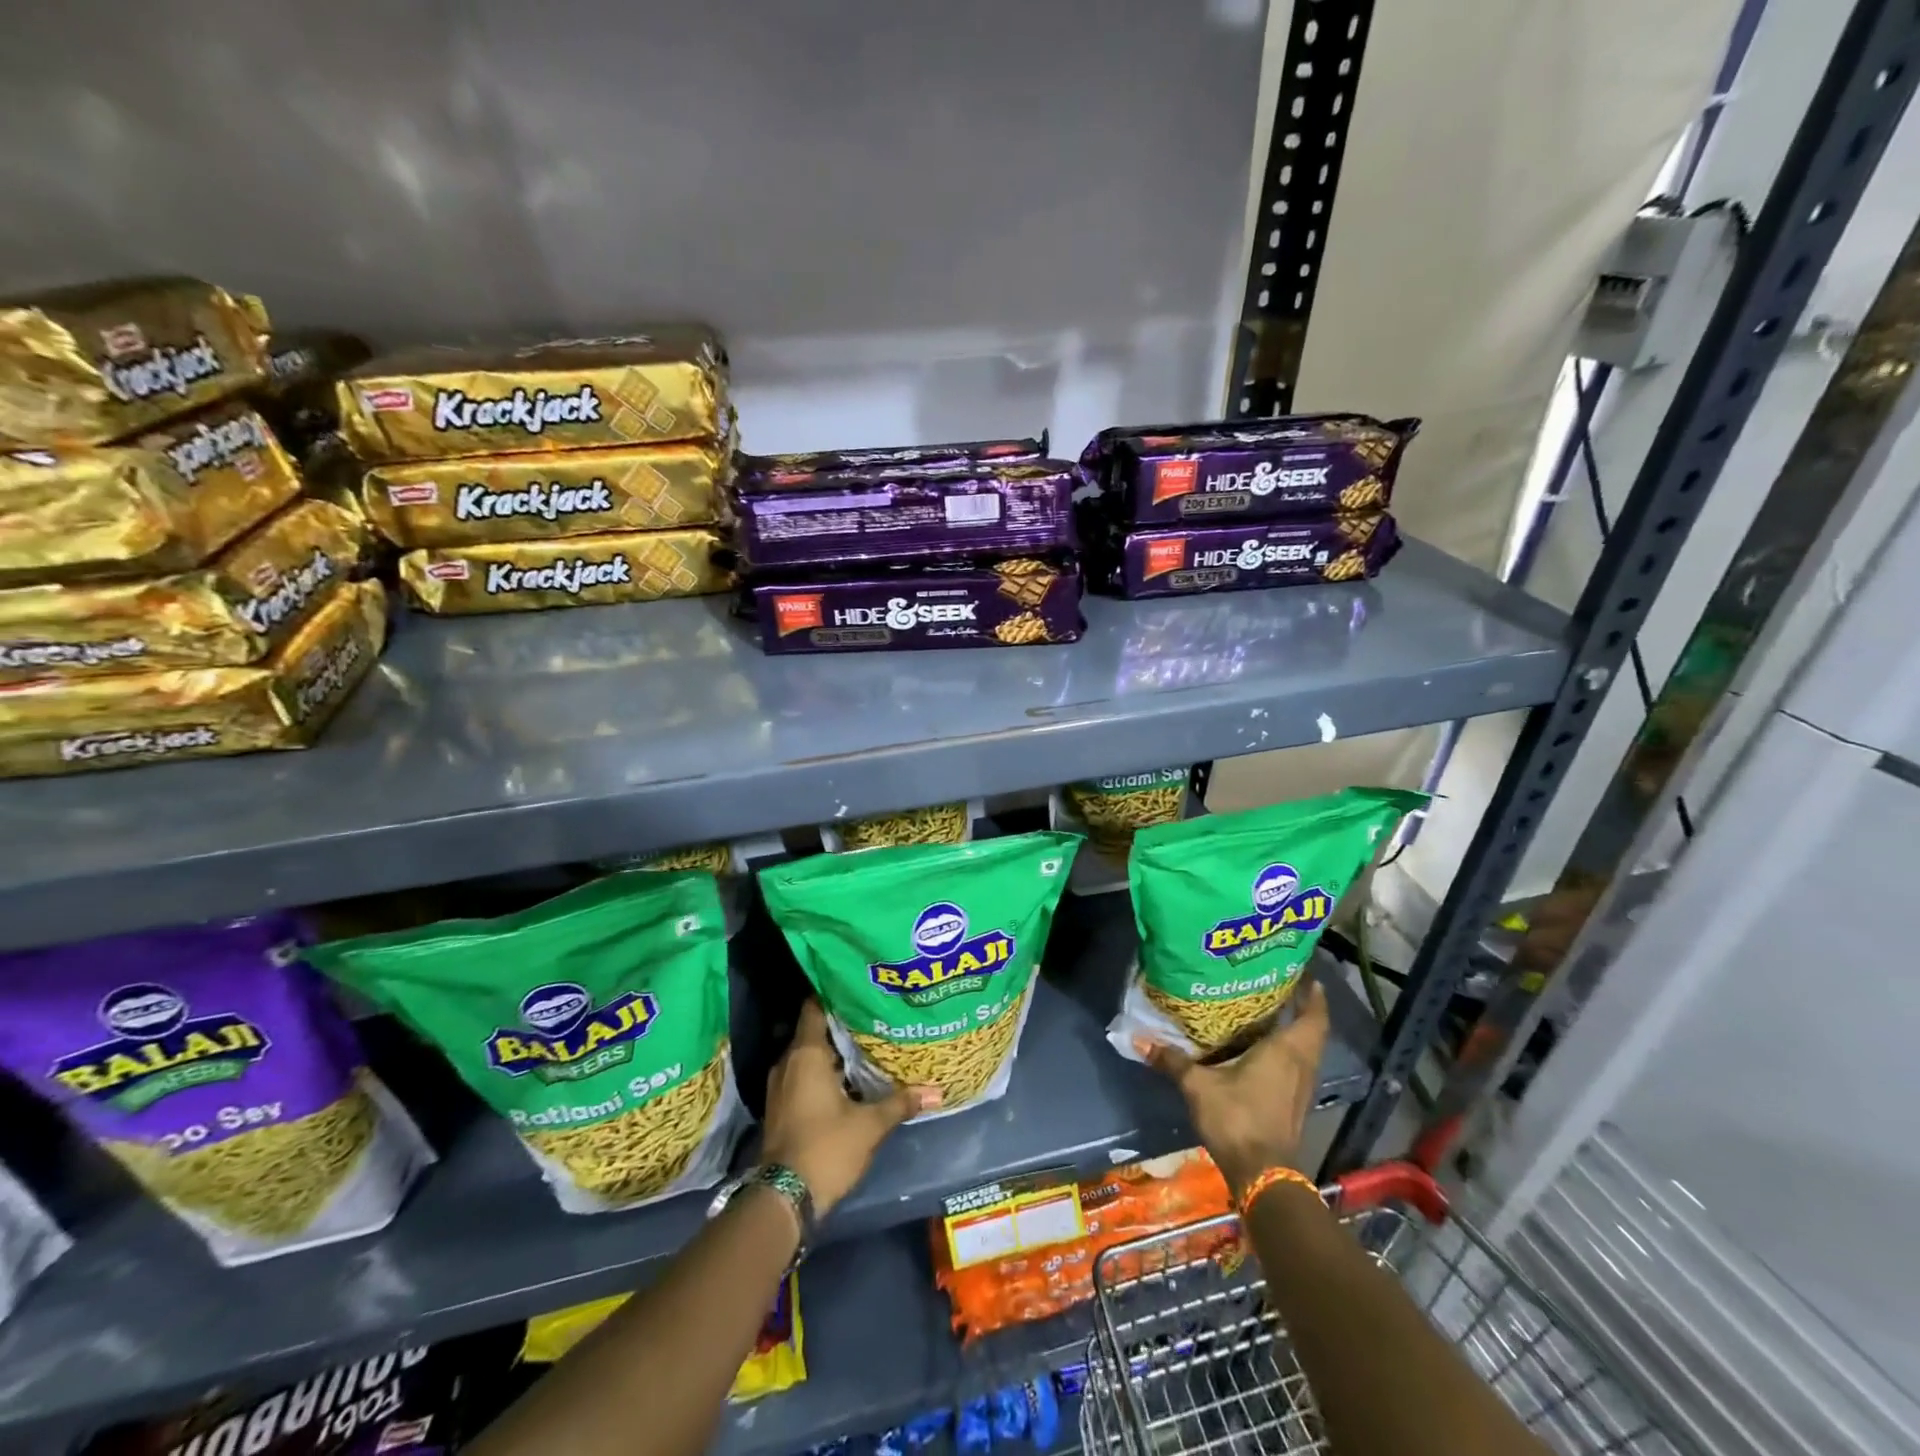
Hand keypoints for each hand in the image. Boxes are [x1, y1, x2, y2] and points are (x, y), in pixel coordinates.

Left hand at [762, 1000, 939, 1215]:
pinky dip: (821, 1073)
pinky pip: (802, 1076)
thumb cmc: (826, 1147)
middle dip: (840, 1025)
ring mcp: (780, 1086)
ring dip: (831, 1052)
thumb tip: (936, 1091)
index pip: (814, 1007)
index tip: (858, 988)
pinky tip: (847, 1079)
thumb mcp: (870, 1125)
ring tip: (864, 1045)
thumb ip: (900, 1102)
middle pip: (813, 1031)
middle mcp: (788, 1063)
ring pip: (807, 1056)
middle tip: (871, 1016)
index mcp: (806, 1054)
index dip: (834, 994)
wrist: (784, 1199)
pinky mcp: (780, 1107)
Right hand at [1136, 980, 1329, 1194]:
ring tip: (1269, 1011)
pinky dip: (1287, 1052)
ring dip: (1295, 1031)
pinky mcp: (1294, 1104)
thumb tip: (1138, 1038)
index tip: (1304, 973)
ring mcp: (1301, 1087)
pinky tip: (1262, 1049)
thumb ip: (1172, 1061)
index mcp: (1287, 1050)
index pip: (1312, 1014)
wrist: (1262, 1175)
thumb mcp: (1198, 1086)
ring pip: (1306, 1049)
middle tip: (1279, 985)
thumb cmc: (1237, 1118)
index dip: (1312, 993)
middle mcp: (1301, 1064)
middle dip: (1301, 1007)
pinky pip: (1297, 1066)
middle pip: (1312, 1030)